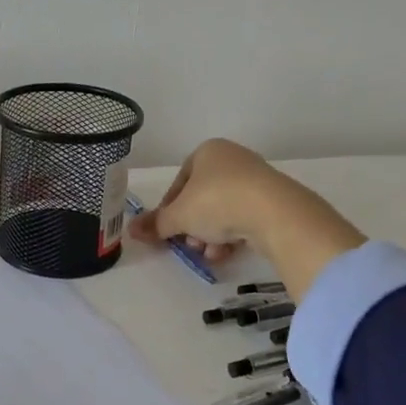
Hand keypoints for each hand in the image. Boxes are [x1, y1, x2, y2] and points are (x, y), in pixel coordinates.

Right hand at [131, 138, 291, 261]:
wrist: (272, 211)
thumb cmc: (216, 202)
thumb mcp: (179, 215)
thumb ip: (156, 223)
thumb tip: (131, 230)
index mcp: (207, 151)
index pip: (181, 181)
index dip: (170, 208)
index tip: (167, 229)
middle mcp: (232, 159)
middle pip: (202, 198)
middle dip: (193, 226)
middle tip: (189, 245)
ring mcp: (256, 179)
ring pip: (223, 210)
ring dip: (211, 235)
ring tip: (209, 253)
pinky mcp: (274, 200)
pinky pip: (244, 218)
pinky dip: (233, 235)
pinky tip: (227, 252)